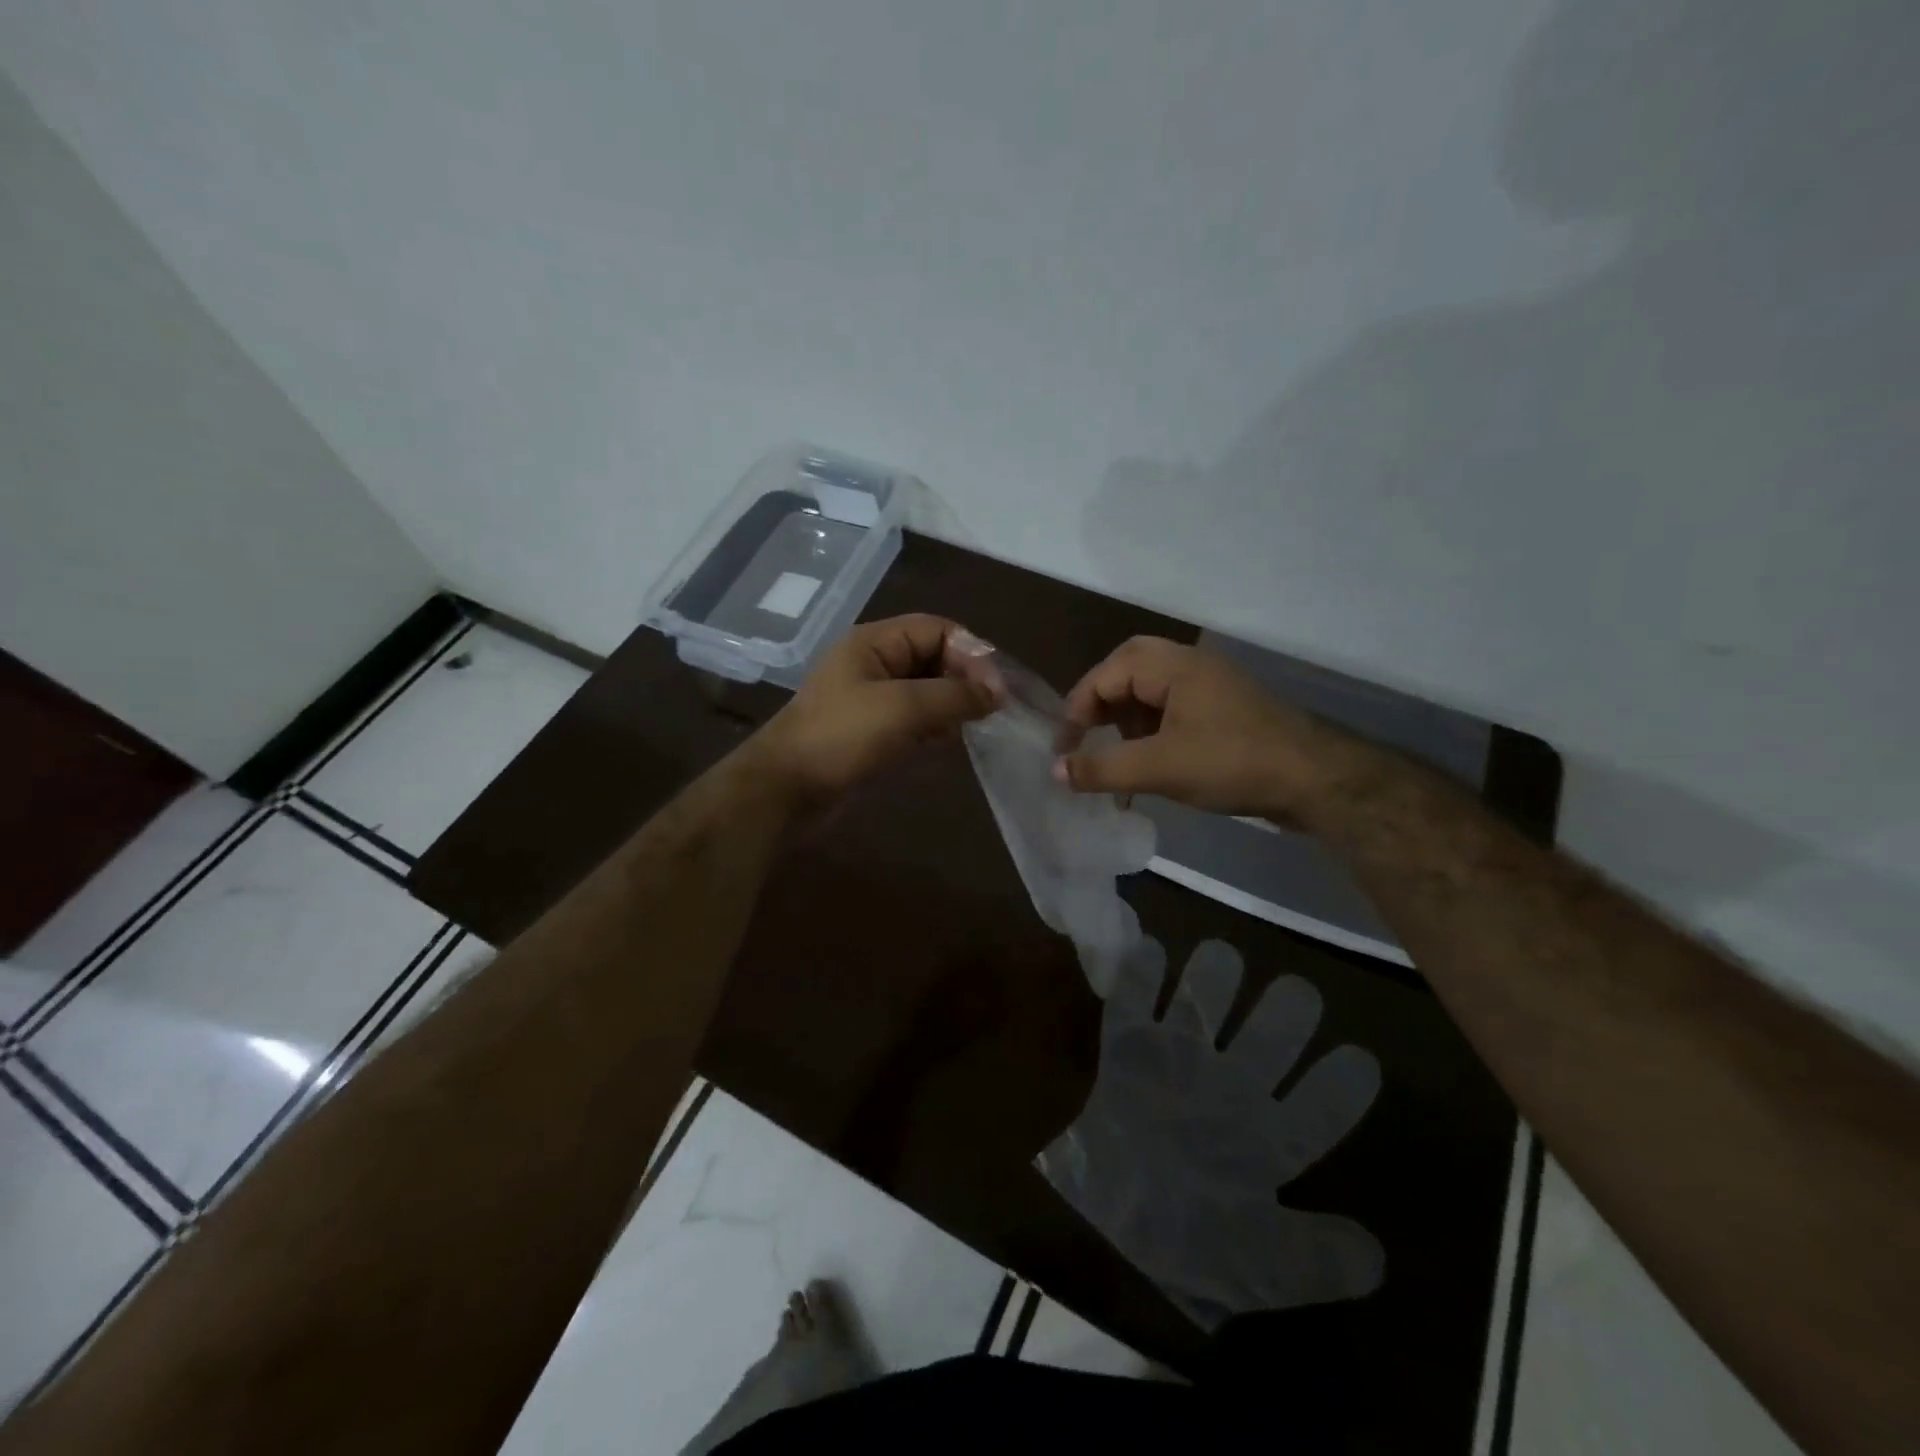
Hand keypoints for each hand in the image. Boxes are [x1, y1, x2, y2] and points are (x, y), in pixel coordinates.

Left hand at [749, 614, 1003, 806]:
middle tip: (992, 710)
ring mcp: (871, 698)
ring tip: (974, 726)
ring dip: (952, 705)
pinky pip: (914, 718)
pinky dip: (934, 726)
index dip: (972, 653)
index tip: (997, 689)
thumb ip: (955, 695)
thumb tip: (997, 694)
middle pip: (934, 657)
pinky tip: (948, 743)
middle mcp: (874, 663)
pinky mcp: (871, 730)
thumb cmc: (843, 737)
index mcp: (875, 642)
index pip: (938, 630)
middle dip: (965, 679)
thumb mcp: (903, 708)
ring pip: (926, 690)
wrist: (787, 789)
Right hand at [1038, 934, 1384, 1329]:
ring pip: (1204, 1004)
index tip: (1359, 1059)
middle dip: (1285, 1012)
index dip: (1340, 1085)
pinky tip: (1151, 951)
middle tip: (1296, 993)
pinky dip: (1140, 975)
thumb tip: (1376, 1255)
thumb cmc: (1192, 1249)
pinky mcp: (1128, 1050)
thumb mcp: (1260, 1266)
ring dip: (1212, 979)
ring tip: (1223, 957)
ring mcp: (1178, 1062)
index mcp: (1269, 1139)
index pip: (1318, 1107)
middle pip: (1268, 1038)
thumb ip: (1315, 1259)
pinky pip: (1134, 1002)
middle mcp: (1231, 1088)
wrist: (1113, 1232)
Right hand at [1056, 636, 1354, 823]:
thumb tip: (1054, 771)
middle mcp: (1190, 666)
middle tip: (1086, 735)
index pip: (1107, 673)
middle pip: (1128, 670)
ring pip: (1152, 690)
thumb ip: (1102, 767)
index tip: (1065, 748)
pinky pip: (1174, 709)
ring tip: (1115, 753)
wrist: (1316, 781)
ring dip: (1126, 718)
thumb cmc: (1232, 763)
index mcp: (1173, 666)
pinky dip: (1151, 729)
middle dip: (1101, 703)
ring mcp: (1211, 687)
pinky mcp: (1225, 711)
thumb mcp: (1159, 768)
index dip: (1078, 709)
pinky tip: (1150, 761)